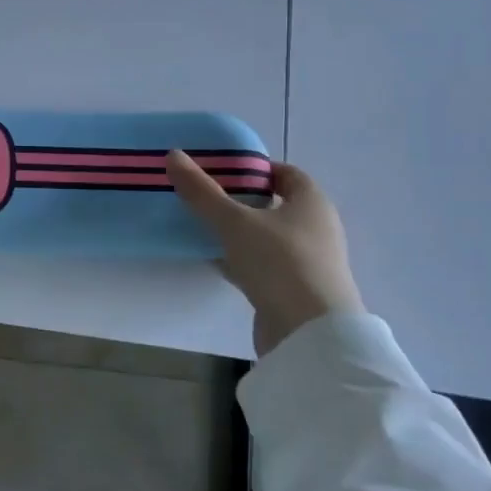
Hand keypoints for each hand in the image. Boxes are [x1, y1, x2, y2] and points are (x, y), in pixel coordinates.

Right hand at [166, 152, 363, 356]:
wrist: (310, 335)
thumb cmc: (279, 263)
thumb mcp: (233, 221)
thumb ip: (202, 191)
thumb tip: (173, 155)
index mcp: (312, 203)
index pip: (285, 173)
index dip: (254, 168)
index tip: (221, 171)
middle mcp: (316, 228)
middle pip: (275, 204)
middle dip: (241, 199)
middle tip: (204, 196)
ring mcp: (308, 262)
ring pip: (267, 237)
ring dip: (239, 232)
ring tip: (202, 226)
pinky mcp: (296, 291)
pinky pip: (264, 265)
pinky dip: (241, 260)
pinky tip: (213, 260)